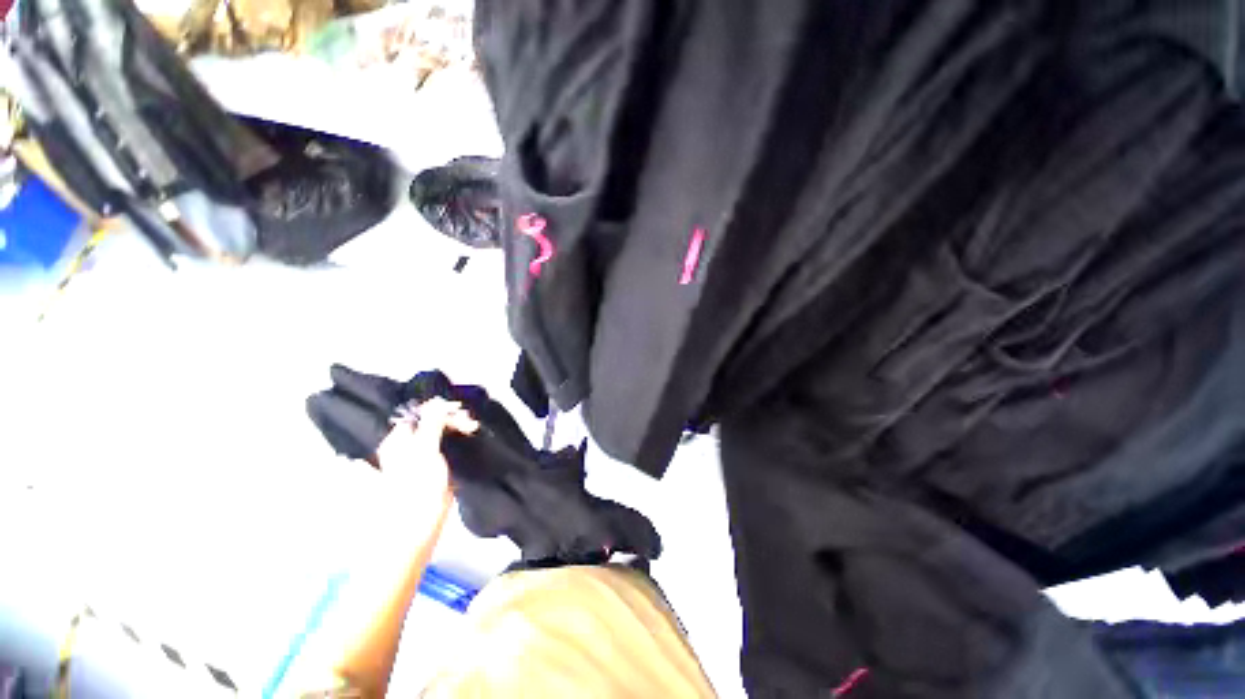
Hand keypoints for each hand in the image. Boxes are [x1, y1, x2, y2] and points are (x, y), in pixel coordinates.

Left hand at [374, 397, 478, 509]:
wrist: (417, 530)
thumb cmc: (416, 490)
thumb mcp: (424, 452)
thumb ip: (431, 425)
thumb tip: (437, 400)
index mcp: (397, 441)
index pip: (420, 415)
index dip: (440, 411)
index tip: (462, 413)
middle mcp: (406, 447)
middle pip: (430, 424)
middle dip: (451, 420)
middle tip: (470, 424)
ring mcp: (420, 459)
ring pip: (440, 434)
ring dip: (456, 429)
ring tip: (472, 429)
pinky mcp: (434, 469)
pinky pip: (446, 447)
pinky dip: (457, 441)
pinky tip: (468, 439)